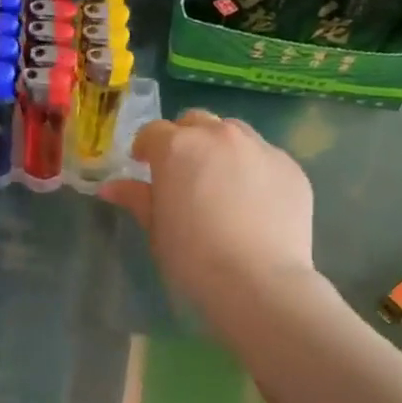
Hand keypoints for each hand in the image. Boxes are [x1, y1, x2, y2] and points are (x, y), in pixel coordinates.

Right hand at [100, 112, 315, 333]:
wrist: (258, 280)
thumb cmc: (193, 257)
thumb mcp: (157, 229)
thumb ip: (137, 198)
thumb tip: (111, 187)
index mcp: (178, 147)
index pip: (154, 132)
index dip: (146, 147)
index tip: (144, 166)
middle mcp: (219, 136)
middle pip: (196, 122)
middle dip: (185, 139)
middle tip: (183, 172)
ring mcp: (260, 148)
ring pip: (234, 132)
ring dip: (220, 147)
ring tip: (221, 181)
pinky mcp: (291, 167)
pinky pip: (265, 156)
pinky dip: (253, 168)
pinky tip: (254, 201)